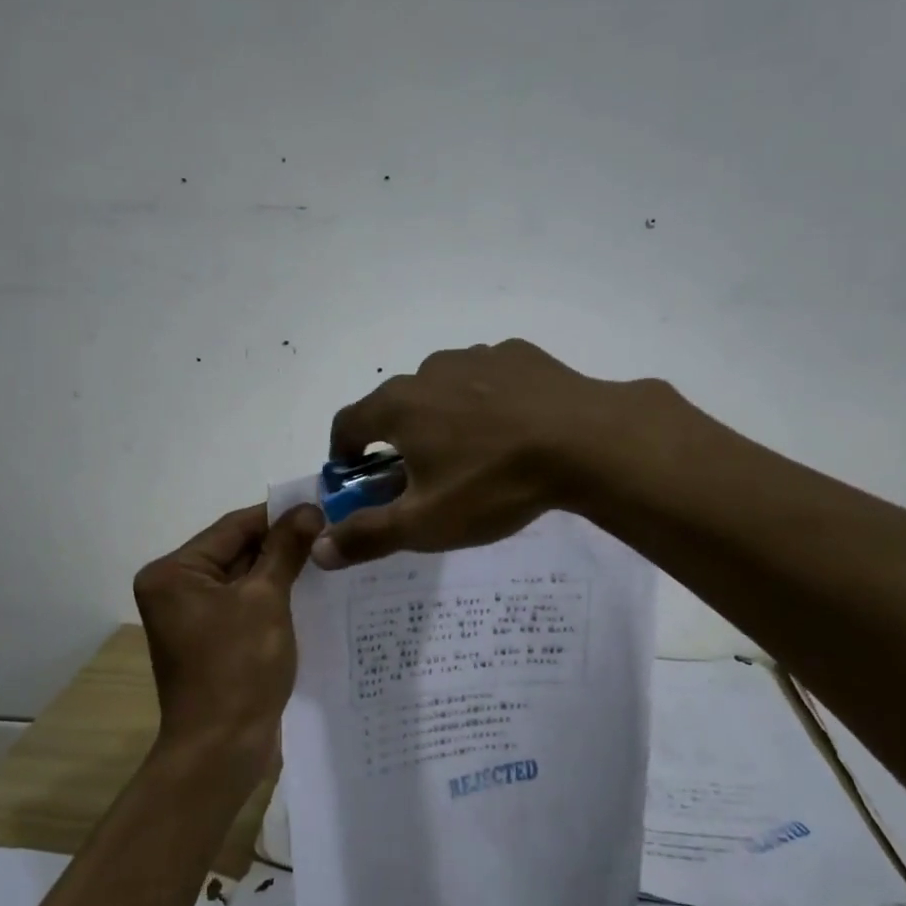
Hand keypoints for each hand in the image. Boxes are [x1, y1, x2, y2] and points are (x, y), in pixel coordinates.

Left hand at [134, 502, 323, 785]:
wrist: (222, 750)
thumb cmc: (238, 668)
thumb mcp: (266, 600)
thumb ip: (286, 549)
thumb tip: (309, 508)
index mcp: (174, 572)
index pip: (233, 527)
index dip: (279, 515)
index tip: (323, 505)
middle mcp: (176, 589)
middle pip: (237, 551)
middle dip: (283, 544)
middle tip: (332, 531)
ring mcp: (193, 617)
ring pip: (245, 579)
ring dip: (283, 571)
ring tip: (329, 557)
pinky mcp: (212, 640)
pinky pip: (246, 605)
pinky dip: (275, 598)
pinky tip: (312, 591)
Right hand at [314, 339, 634, 568]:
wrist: (587, 441)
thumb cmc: (493, 483)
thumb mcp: (426, 523)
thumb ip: (368, 535)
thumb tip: (319, 549)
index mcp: (397, 406)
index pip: (347, 424)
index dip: (343, 454)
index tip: (356, 479)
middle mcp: (428, 371)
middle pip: (395, 406)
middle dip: (396, 440)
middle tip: (420, 478)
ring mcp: (476, 357)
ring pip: (441, 390)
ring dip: (441, 418)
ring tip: (472, 455)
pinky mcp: (518, 355)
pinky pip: (486, 380)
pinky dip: (484, 402)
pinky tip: (512, 430)